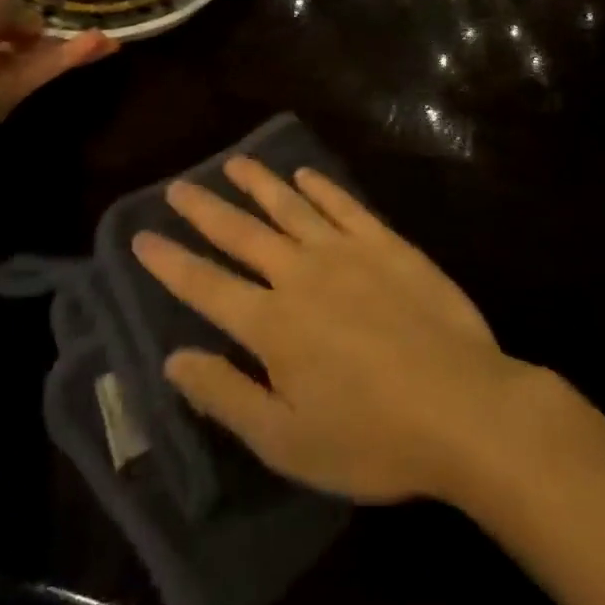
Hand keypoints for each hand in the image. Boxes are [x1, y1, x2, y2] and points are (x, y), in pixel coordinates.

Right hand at [133, 157, 528, 503]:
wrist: (462, 407)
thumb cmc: (371, 438)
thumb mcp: (287, 441)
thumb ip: (226, 395)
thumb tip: (174, 358)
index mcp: (271, 325)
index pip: (205, 286)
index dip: (170, 262)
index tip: (142, 236)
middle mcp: (299, 275)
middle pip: (242, 234)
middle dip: (205, 210)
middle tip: (178, 186)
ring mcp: (345, 252)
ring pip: (289, 207)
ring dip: (259, 184)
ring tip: (233, 163)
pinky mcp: (385, 243)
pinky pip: (344, 205)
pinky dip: (320, 187)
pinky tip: (304, 175)